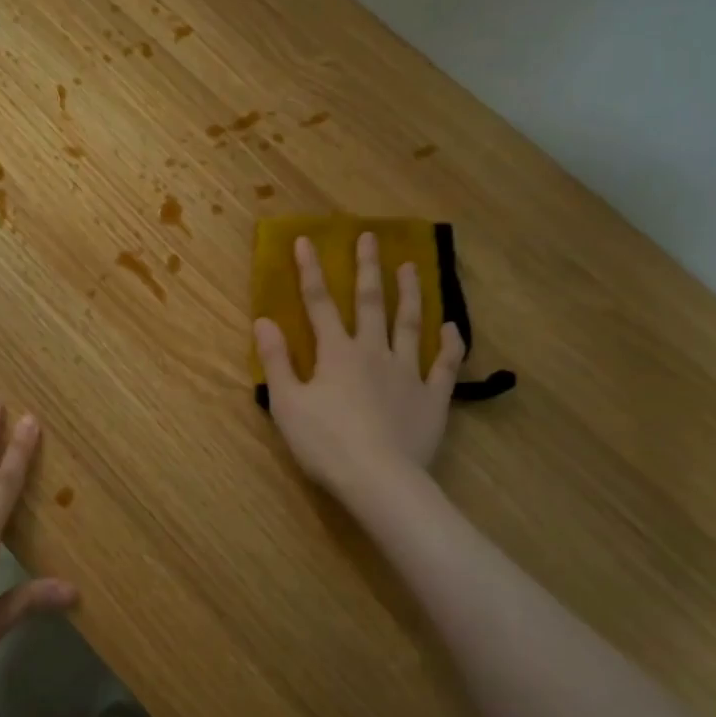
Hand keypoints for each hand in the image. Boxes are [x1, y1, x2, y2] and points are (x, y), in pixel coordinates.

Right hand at [254, 232, 464, 494]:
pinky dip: (450, 344)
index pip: (319, 303)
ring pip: (410, 324)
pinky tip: (452, 326)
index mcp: (336, 353)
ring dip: (409, 294)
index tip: (306, 240)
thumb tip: (263, 320)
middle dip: (367, 268)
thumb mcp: (287, 403)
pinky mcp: (432, 397)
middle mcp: (373, 352)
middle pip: (370, 303)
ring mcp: (407, 372)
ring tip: (411, 266)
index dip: (310, 271)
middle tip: (369, 237)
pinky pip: (444, 365)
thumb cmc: (325, 443)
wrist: (379, 479)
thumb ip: (276, 360)